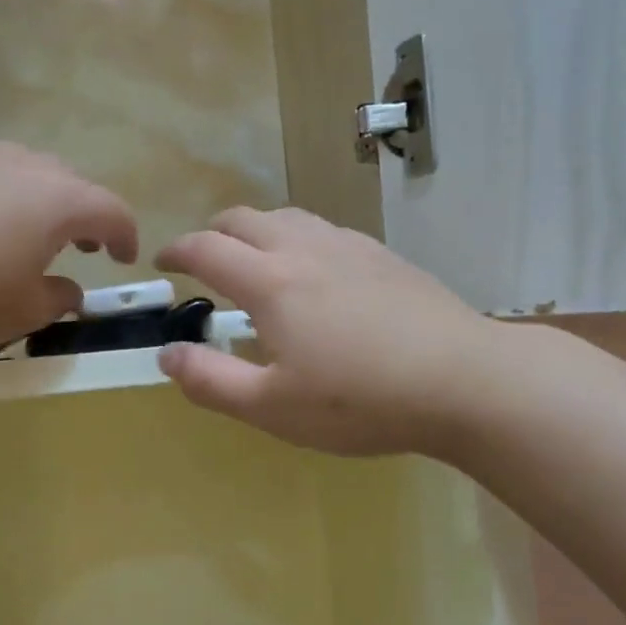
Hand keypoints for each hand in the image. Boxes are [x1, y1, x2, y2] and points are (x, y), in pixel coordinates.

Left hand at [0, 144, 138, 360]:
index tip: (123, 259)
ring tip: (22, 240)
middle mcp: (22, 165)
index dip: (125, 236)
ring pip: (23, 176)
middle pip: (71, 185)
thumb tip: (67, 289)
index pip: (112, 211)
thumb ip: (56, 301)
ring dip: (36, 206)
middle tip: (78, 249)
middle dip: (82, 217)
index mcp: (57, 200)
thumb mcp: (15, 314)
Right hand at [155, 207, 494, 456]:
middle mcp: (305, 249)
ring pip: (288, 217)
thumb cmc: (360, 401)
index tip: (162, 262)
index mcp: (271, 283)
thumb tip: (167, 354)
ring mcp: (349, 246)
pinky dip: (298, 238)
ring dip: (257, 230)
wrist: (463, 380)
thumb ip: (212, 380)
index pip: (207, 249)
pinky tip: (316, 272)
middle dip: (213, 233)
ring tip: (256, 261)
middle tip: (204, 261)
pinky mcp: (383, 256)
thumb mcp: (273, 407)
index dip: (177, 251)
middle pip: (244, 218)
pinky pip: (325, 230)